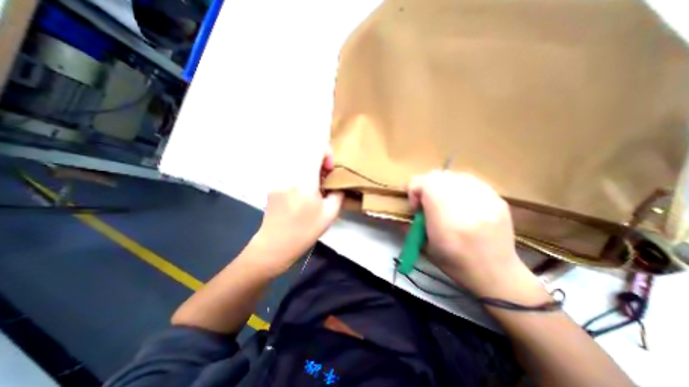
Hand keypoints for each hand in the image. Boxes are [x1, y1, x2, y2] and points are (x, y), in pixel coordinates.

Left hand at [249, 149, 342, 274]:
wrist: (275, 245)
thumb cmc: (305, 231)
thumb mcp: (330, 214)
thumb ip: (338, 193)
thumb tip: (338, 183)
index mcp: (304, 180)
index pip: (315, 148)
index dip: (327, 153)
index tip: (329, 170)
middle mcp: (288, 173)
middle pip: (306, 151)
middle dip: (319, 160)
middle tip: (324, 178)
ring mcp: (278, 177)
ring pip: (298, 160)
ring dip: (311, 167)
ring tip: (315, 186)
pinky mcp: (273, 183)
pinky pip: (291, 169)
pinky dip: (301, 174)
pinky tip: (304, 191)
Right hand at [408, 171, 544, 298]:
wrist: (497, 274)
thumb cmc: (456, 264)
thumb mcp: (425, 247)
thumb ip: (410, 225)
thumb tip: (401, 212)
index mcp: (447, 220)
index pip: (425, 184)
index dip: (413, 190)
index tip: (415, 206)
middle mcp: (467, 204)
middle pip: (438, 176)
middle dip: (426, 185)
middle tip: (426, 201)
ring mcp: (486, 198)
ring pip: (454, 175)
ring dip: (441, 185)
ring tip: (442, 200)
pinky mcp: (497, 198)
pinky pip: (470, 180)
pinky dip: (458, 186)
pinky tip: (459, 200)